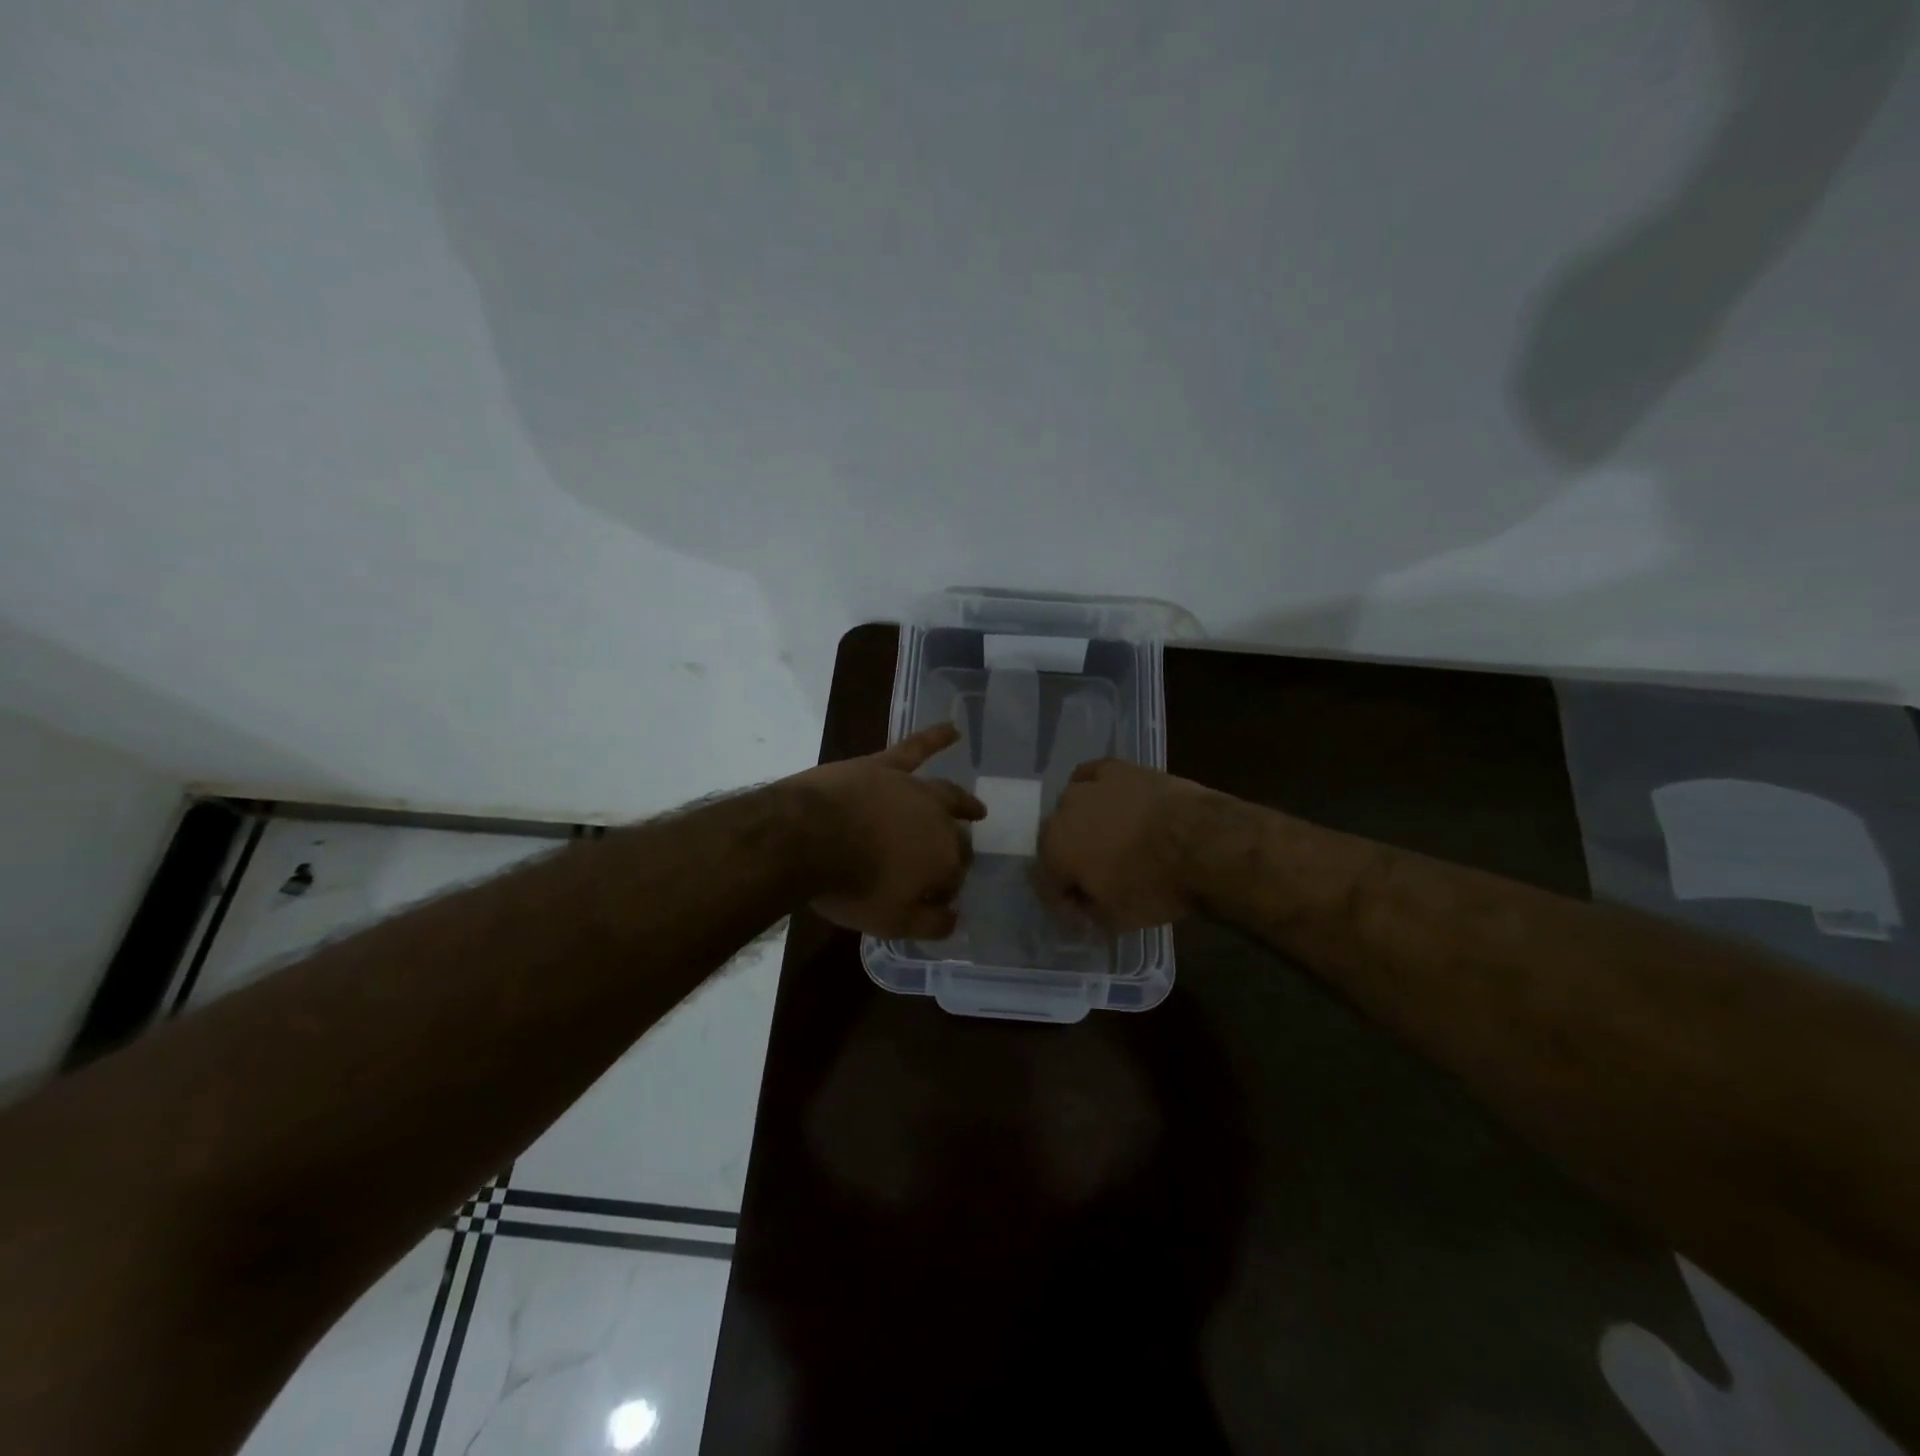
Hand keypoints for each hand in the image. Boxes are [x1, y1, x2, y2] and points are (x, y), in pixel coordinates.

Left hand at [792, 723, 986, 938]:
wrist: (807, 836)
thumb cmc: (851, 884)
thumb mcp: (892, 922)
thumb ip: (930, 924)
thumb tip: (955, 919)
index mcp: (944, 859)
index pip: (954, 877)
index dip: (944, 890)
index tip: (931, 900)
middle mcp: (938, 820)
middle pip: (955, 837)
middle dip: (957, 852)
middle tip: (952, 862)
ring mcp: (912, 788)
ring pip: (947, 794)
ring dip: (964, 803)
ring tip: (976, 809)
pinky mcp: (884, 766)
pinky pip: (916, 748)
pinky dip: (936, 737)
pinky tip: (953, 730)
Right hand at [1037, 759, 1216, 931]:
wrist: (1202, 843)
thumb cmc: (1154, 885)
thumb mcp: (1116, 919)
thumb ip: (1087, 914)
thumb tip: (1082, 908)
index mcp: (1053, 851)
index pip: (1046, 881)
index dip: (1064, 900)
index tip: (1084, 911)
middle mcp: (1061, 813)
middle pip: (1057, 841)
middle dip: (1071, 860)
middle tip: (1098, 877)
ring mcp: (1088, 785)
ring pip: (1072, 807)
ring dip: (1083, 824)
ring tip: (1111, 839)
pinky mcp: (1116, 767)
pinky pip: (1092, 776)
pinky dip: (1095, 789)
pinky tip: (1109, 799)